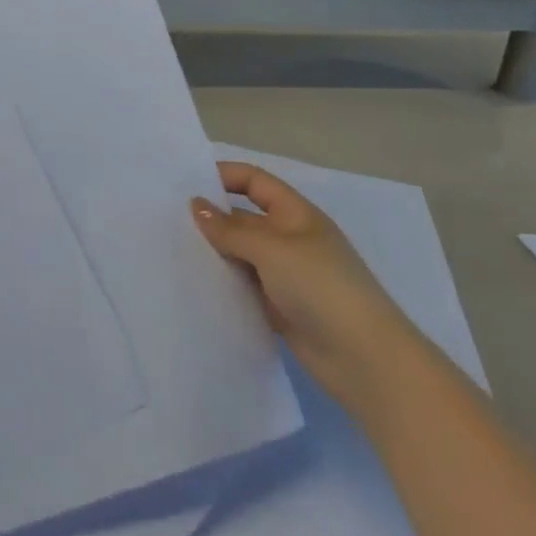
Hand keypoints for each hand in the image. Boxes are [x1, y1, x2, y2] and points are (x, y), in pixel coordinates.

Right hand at [192, 161, 424, 410]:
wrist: (366, 361)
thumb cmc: (321, 287)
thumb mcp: (272, 249)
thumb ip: (230, 228)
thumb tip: (196, 206)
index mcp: (296, 214)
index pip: (255, 181)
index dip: (224, 175)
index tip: (186, 181)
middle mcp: (290, 239)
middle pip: (245, 218)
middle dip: (212, 216)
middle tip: (168, 219)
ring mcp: (286, 275)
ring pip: (242, 254)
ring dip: (215, 252)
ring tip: (173, 250)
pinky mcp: (281, 308)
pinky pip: (245, 287)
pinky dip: (225, 284)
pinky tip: (196, 284)